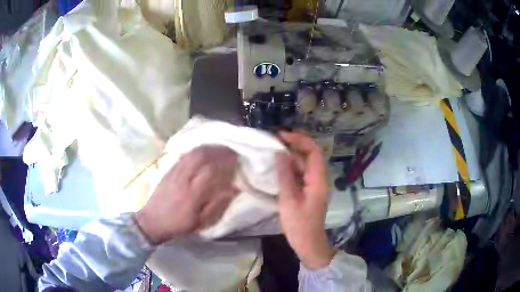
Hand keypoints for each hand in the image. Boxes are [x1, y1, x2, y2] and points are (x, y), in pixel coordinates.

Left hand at [135, 146, 238, 244]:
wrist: (152, 221)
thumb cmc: (178, 224)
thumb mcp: (200, 221)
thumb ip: (216, 205)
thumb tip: (232, 189)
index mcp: (192, 195)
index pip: (210, 171)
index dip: (224, 163)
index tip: (236, 160)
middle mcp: (182, 179)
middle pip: (200, 157)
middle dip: (217, 150)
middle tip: (229, 150)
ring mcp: (173, 173)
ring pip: (191, 154)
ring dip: (207, 148)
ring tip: (219, 148)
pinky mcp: (168, 170)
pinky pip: (183, 155)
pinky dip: (195, 151)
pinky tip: (203, 151)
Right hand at [276, 132, 335, 268]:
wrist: (308, 243)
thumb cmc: (299, 224)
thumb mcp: (289, 199)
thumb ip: (285, 175)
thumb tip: (280, 153)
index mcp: (318, 179)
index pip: (313, 150)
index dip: (299, 139)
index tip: (281, 137)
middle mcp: (319, 178)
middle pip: (309, 155)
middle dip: (293, 145)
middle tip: (273, 142)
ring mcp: (314, 184)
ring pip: (304, 164)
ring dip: (290, 156)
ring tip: (272, 151)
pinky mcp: (308, 190)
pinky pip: (300, 173)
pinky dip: (290, 168)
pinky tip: (278, 167)